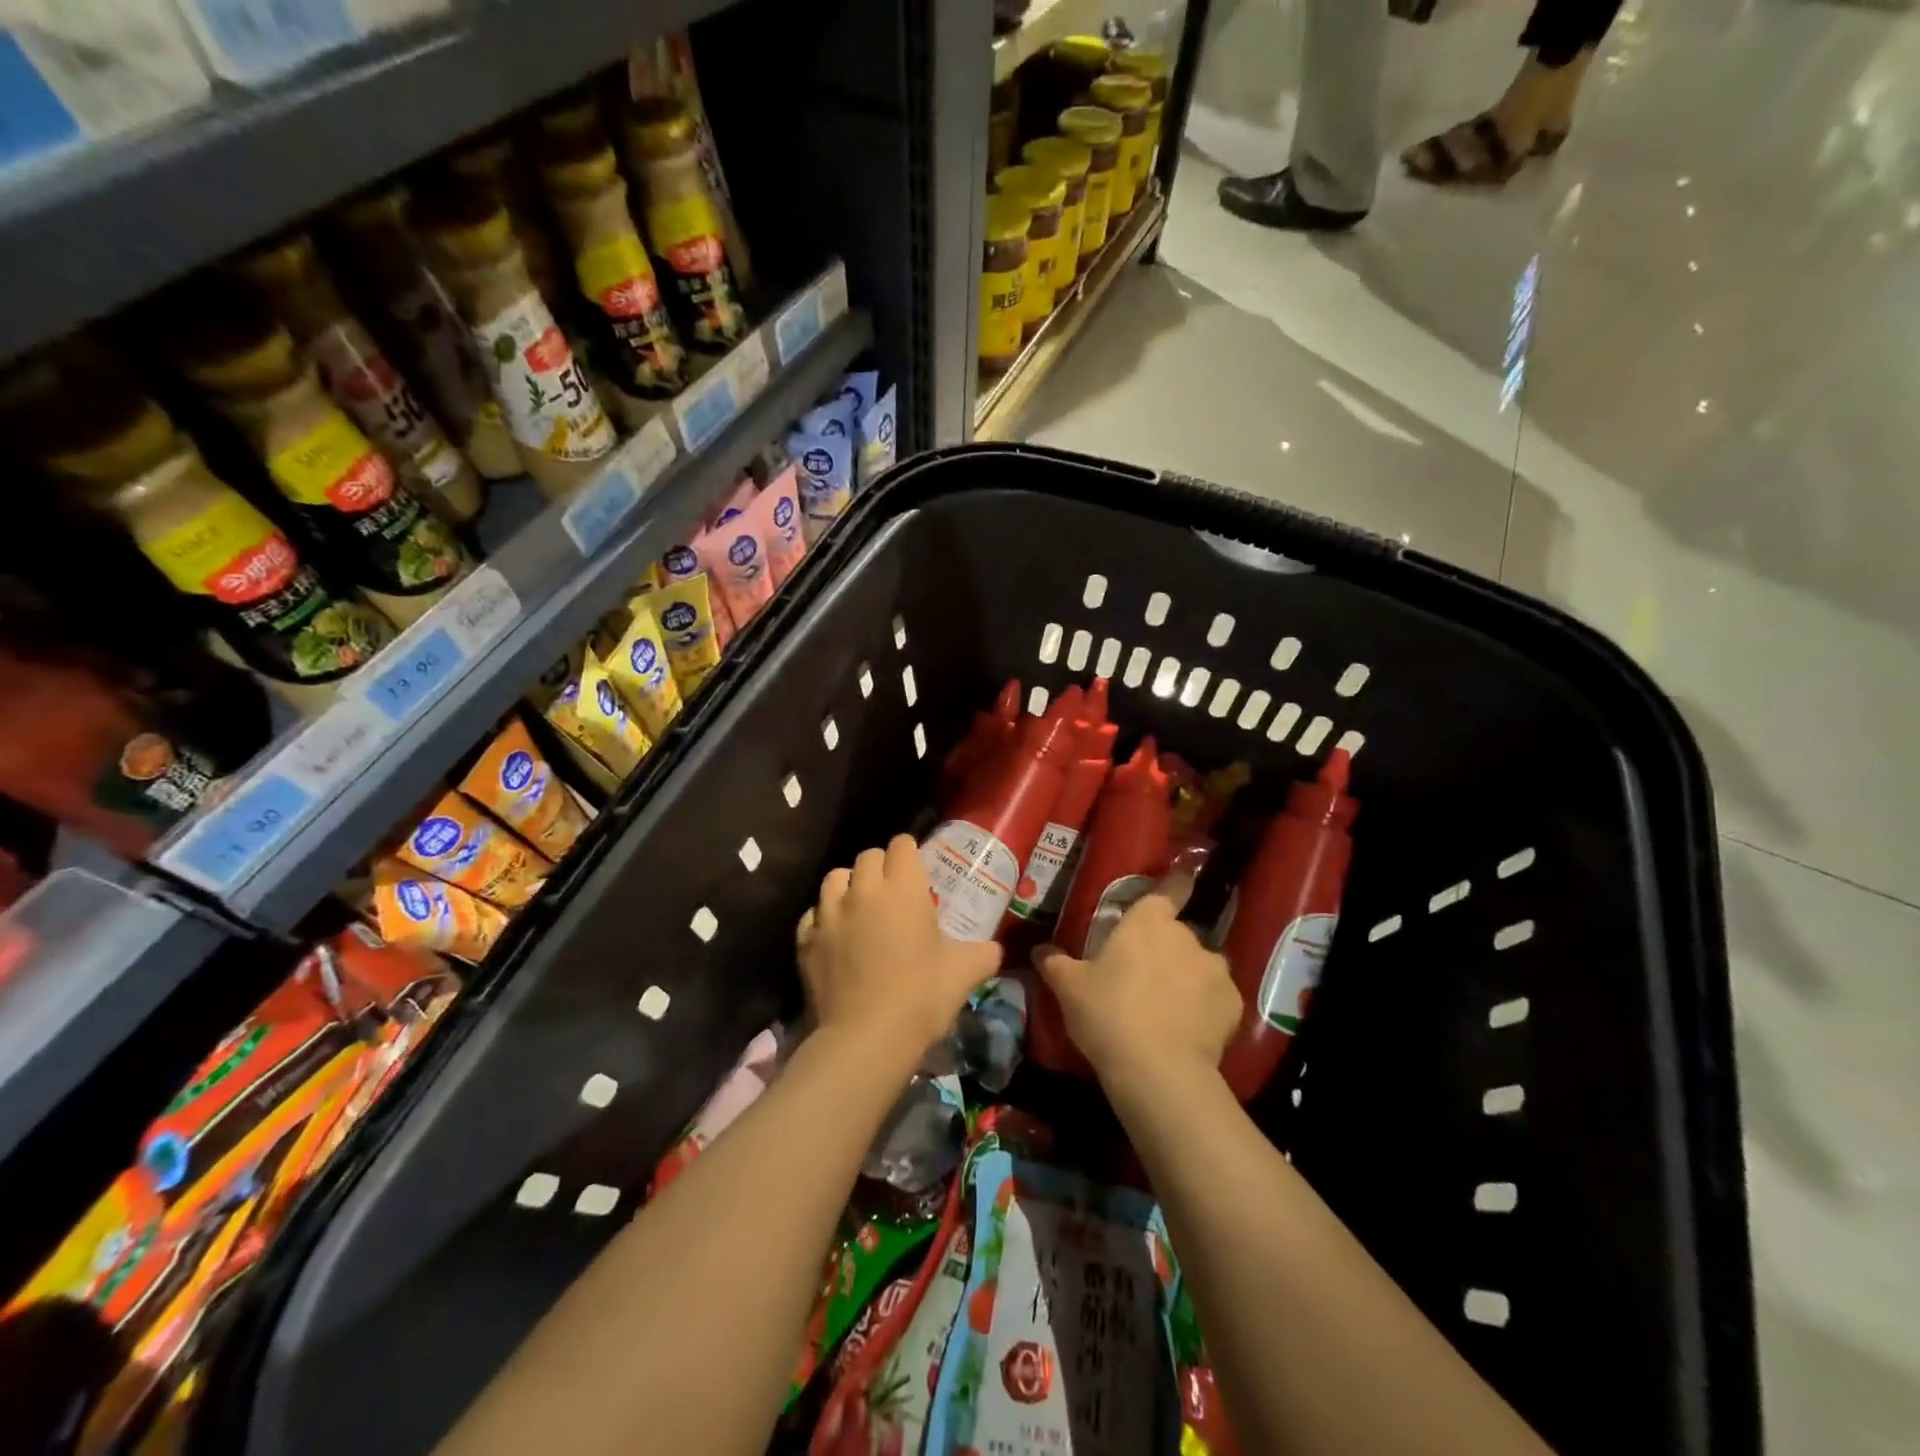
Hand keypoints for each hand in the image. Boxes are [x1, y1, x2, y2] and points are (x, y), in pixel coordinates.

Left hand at [798, 835, 1002, 1057]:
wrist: (865, 1040)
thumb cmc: (921, 998)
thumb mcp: (965, 973)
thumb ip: (983, 953)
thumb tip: (992, 949)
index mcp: (903, 889)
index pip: (902, 845)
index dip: (910, 852)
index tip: (918, 868)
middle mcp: (863, 891)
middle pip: (868, 856)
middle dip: (882, 866)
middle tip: (894, 892)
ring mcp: (829, 914)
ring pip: (835, 878)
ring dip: (849, 885)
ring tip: (860, 907)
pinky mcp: (805, 940)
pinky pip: (813, 914)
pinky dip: (824, 918)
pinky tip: (836, 937)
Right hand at [1033, 869, 1240, 1092]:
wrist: (1158, 1071)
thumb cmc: (1108, 1014)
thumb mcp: (1069, 988)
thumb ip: (1055, 963)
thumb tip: (1040, 949)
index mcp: (1148, 922)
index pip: (1171, 888)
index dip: (1176, 884)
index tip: (1180, 881)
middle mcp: (1187, 937)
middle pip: (1178, 933)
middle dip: (1164, 948)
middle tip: (1142, 974)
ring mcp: (1215, 970)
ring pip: (1201, 965)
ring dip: (1187, 975)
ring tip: (1169, 1005)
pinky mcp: (1233, 1004)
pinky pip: (1216, 997)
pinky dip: (1205, 1006)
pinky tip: (1188, 1028)